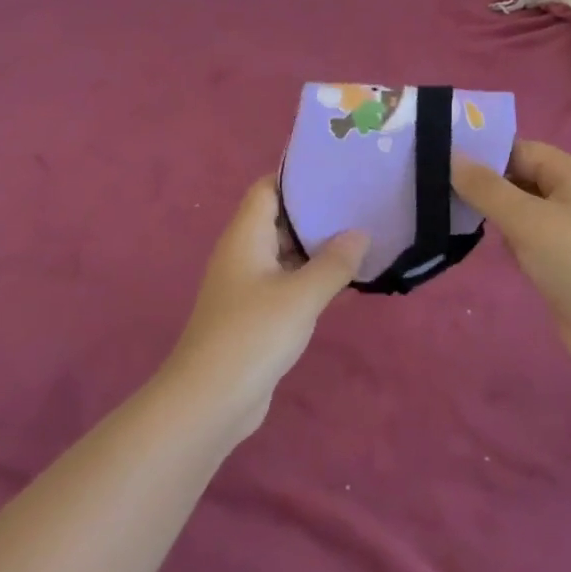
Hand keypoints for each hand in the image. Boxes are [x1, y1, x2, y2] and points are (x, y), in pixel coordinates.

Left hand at [162, 178, 367, 443]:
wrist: (210, 400)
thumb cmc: (253, 334)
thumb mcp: (301, 295)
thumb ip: (333, 262)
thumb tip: (359, 233)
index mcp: (245, 235)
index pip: (268, 187)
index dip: (297, 176)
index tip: (336, 171)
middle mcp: (243, 252)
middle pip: (278, 218)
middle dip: (315, 211)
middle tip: (359, 202)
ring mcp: (247, 285)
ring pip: (285, 253)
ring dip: (316, 247)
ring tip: (360, 236)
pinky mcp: (254, 313)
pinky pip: (286, 283)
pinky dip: (310, 277)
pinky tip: (343, 282)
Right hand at [452, 141, 570, 362]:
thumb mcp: (526, 220)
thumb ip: (486, 188)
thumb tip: (451, 155)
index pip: (521, 149)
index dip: (484, 153)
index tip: (442, 161)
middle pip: (521, 177)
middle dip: (485, 184)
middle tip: (439, 188)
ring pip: (523, 209)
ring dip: (494, 213)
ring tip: (451, 213)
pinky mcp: (566, 260)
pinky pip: (529, 236)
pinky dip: (509, 239)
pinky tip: (484, 245)